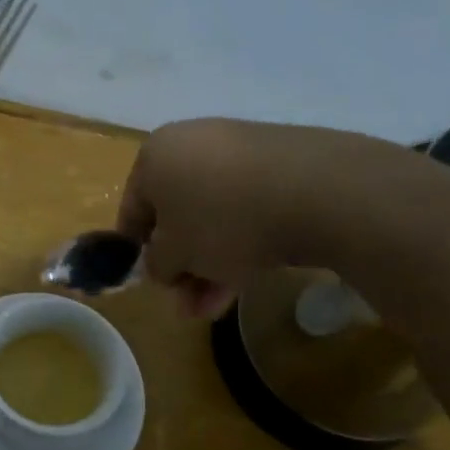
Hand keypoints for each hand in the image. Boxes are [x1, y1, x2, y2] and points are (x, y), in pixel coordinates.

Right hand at [116, 119, 367, 317]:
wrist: (318, 192)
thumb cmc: (223, 221)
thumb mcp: (174, 256)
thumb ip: (156, 264)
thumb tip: (161, 264)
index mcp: (156, 155)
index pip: (132, 208)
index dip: (136, 251)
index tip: (151, 282)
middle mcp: (193, 143)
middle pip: (176, 215)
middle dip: (182, 265)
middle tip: (189, 305)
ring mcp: (240, 150)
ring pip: (214, 216)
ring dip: (210, 263)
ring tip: (218, 305)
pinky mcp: (279, 162)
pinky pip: (246, 207)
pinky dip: (242, 240)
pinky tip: (251, 273)